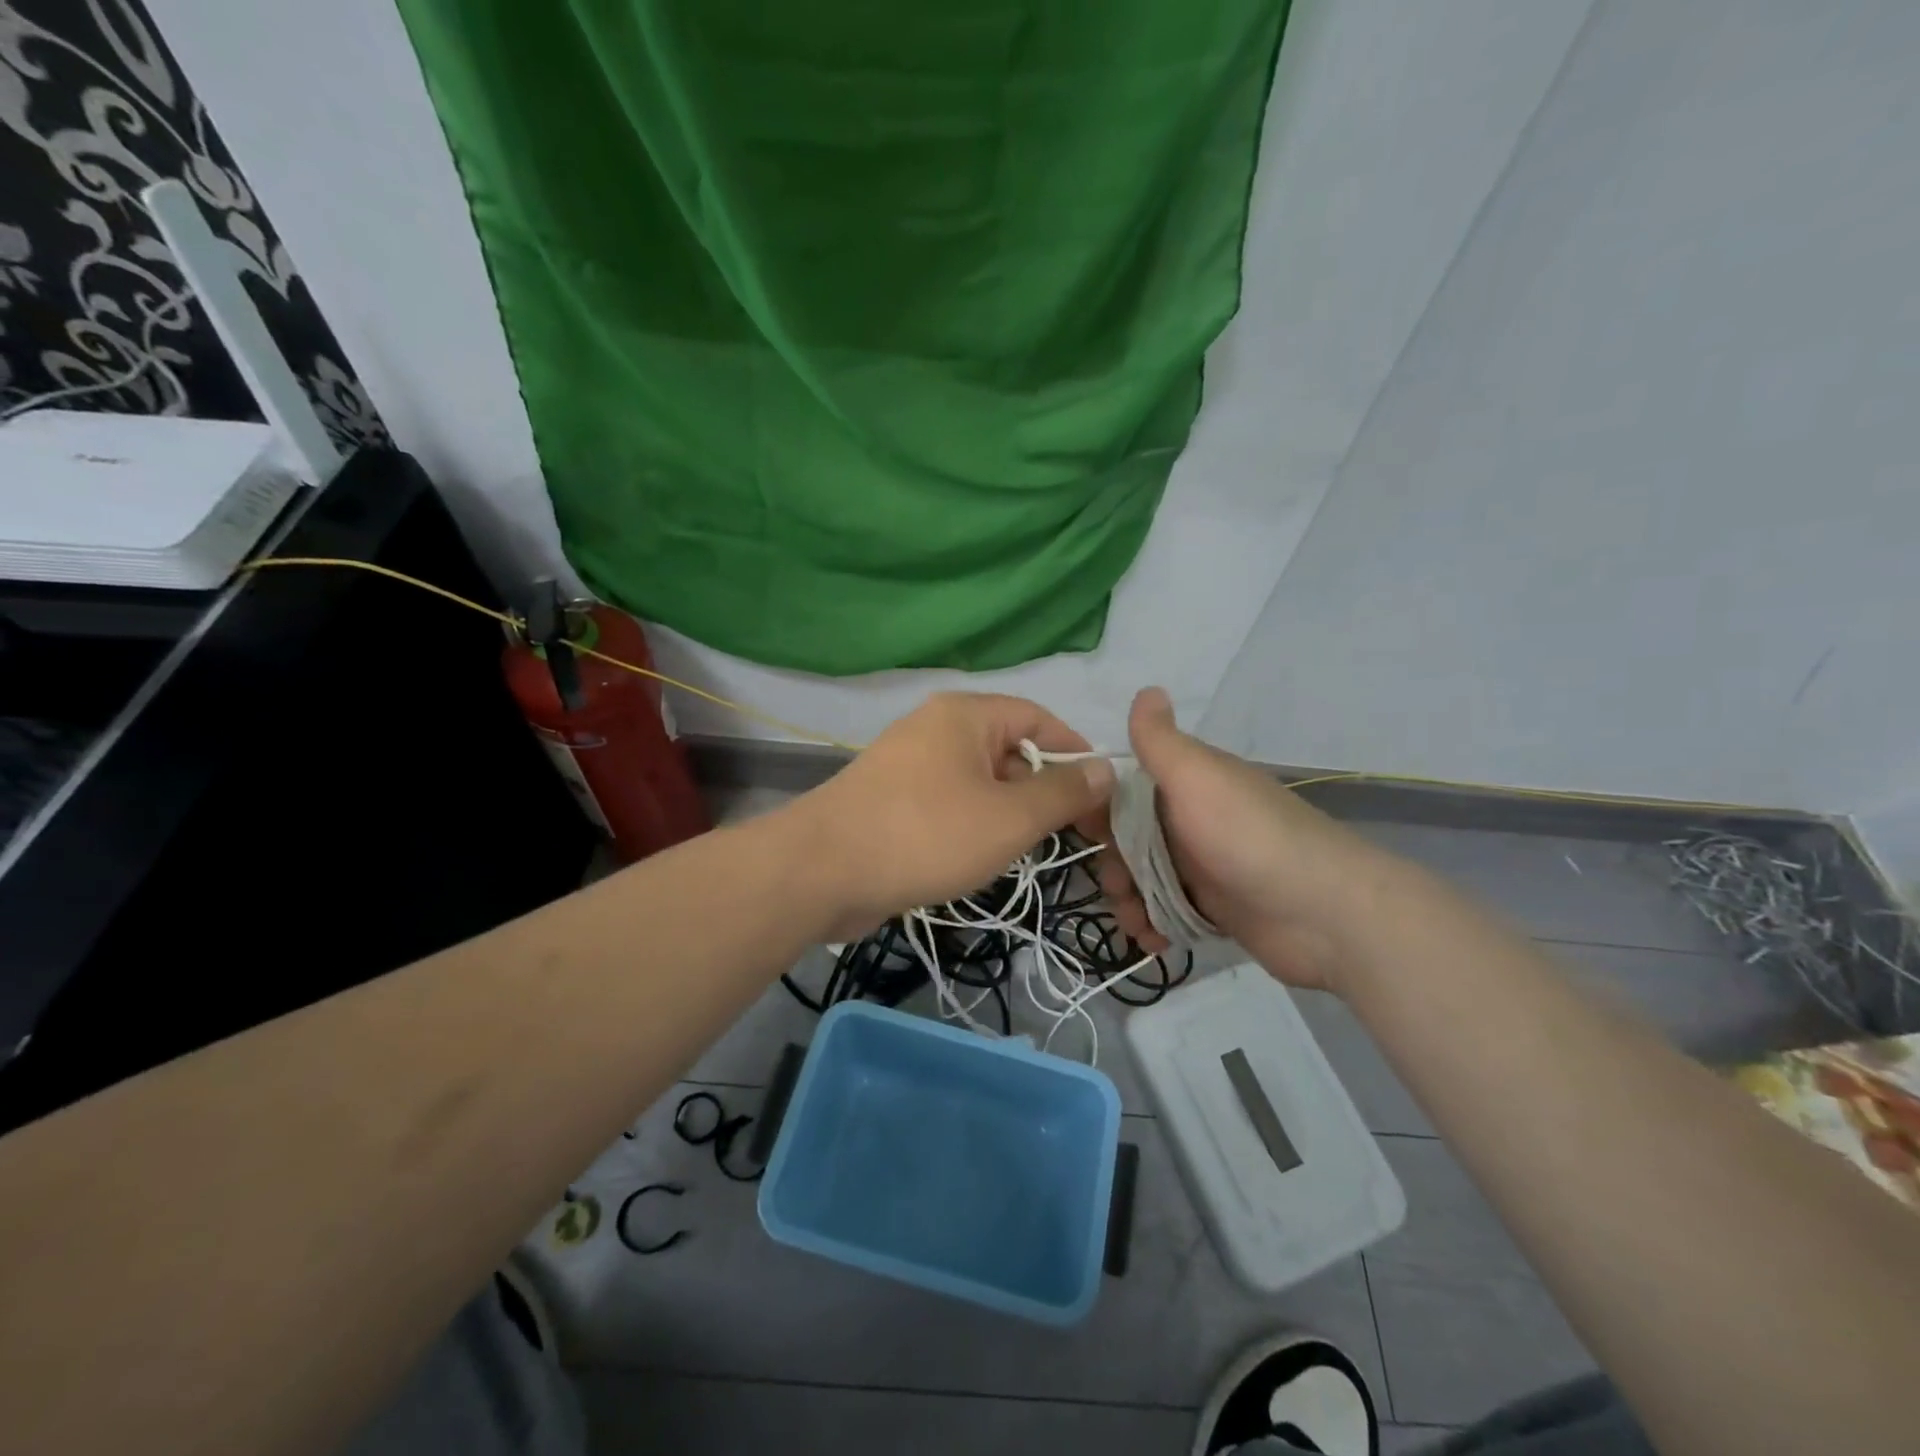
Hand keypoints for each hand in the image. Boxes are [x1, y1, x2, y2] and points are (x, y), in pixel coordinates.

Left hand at [788, 693, 1115, 939]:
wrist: (821, 872)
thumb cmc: (926, 834)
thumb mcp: (1010, 817)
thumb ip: (1063, 793)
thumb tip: (1105, 769)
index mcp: (965, 715)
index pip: (1038, 718)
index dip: (1075, 752)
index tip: (1101, 795)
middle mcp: (936, 729)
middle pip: (1009, 750)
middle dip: (1042, 790)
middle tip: (1070, 835)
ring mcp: (908, 764)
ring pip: (979, 782)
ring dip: (1008, 812)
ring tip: (1025, 851)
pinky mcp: (891, 800)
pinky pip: (948, 803)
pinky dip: (972, 824)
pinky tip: (979, 858)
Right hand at [1098, 687, 1386, 990]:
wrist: (1324, 914)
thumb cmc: (1248, 838)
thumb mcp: (1197, 778)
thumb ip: (1161, 741)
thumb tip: (1146, 688)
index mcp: (1187, 784)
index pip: (1124, 788)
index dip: (1098, 807)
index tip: (1082, 830)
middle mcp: (1192, 820)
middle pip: (1128, 839)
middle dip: (1113, 864)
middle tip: (1119, 887)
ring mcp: (1203, 866)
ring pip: (1143, 878)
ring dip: (1129, 900)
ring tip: (1136, 923)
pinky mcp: (1215, 908)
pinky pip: (1165, 912)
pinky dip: (1152, 924)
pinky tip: (1153, 939)